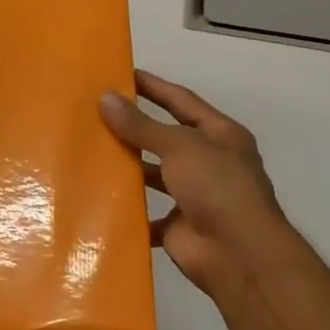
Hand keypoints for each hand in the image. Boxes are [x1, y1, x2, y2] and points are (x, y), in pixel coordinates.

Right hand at [99, 71, 296, 302]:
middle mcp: (209, 162)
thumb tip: (105, 97)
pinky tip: (98, 197)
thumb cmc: (216, 187)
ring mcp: (194, 196)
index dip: (153, 87)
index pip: (182, 101)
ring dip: (129, 167)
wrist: (238, 254)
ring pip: (154, 175)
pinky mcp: (178, 226)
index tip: (122, 75)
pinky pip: (147, 213)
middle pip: (166, 138)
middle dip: (135, 127)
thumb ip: (141, 125)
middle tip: (96, 113)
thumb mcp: (179, 146)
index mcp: (219, 135)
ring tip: (90, 153)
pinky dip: (127, 209)